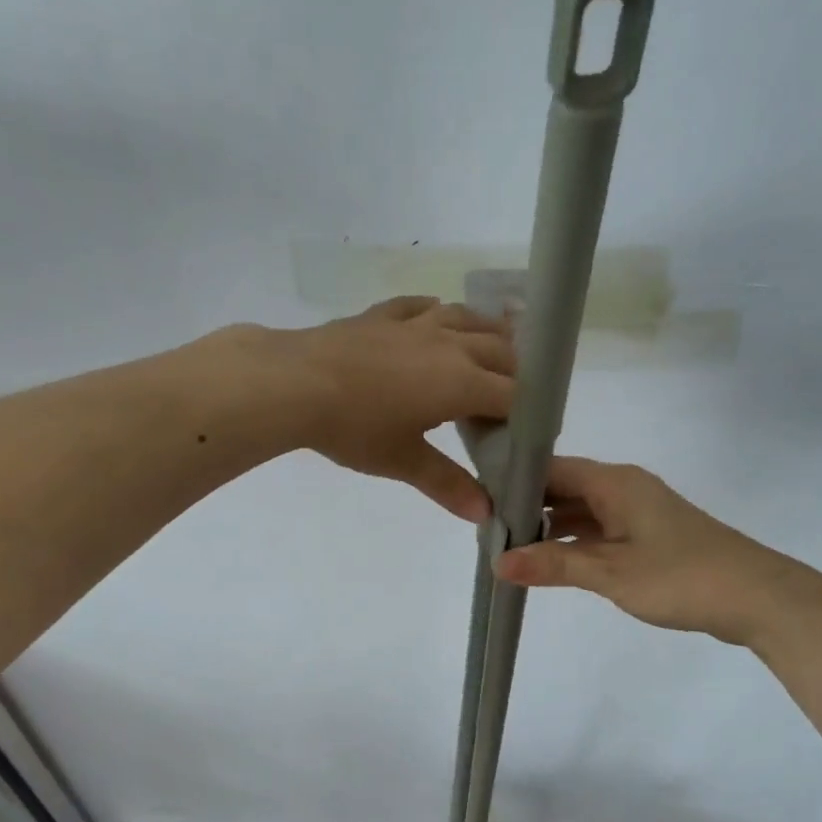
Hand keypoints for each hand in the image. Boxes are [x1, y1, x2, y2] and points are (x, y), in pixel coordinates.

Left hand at [288, 297, 514, 521]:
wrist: (293, 383)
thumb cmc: (354, 427)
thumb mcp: (402, 461)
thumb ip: (447, 484)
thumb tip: (485, 514)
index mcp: (461, 382)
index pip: (513, 394)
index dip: (528, 411)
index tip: (528, 429)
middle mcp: (449, 345)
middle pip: (500, 350)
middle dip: (515, 372)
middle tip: (513, 396)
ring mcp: (415, 324)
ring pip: (467, 319)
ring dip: (487, 332)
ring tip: (493, 346)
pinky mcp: (382, 315)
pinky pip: (421, 307)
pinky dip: (438, 313)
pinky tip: (436, 316)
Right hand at [493, 457, 790, 643]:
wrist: (758, 597)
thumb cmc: (682, 577)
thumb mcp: (611, 573)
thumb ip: (554, 565)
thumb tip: (498, 562)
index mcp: (615, 483)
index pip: (551, 468)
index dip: (514, 482)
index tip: (479, 502)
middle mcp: (624, 488)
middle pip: (564, 488)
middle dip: (528, 508)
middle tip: (487, 531)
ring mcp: (639, 512)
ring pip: (582, 511)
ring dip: (550, 529)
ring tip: (509, 548)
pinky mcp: (650, 536)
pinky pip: (600, 530)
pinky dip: (575, 542)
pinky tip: (552, 562)